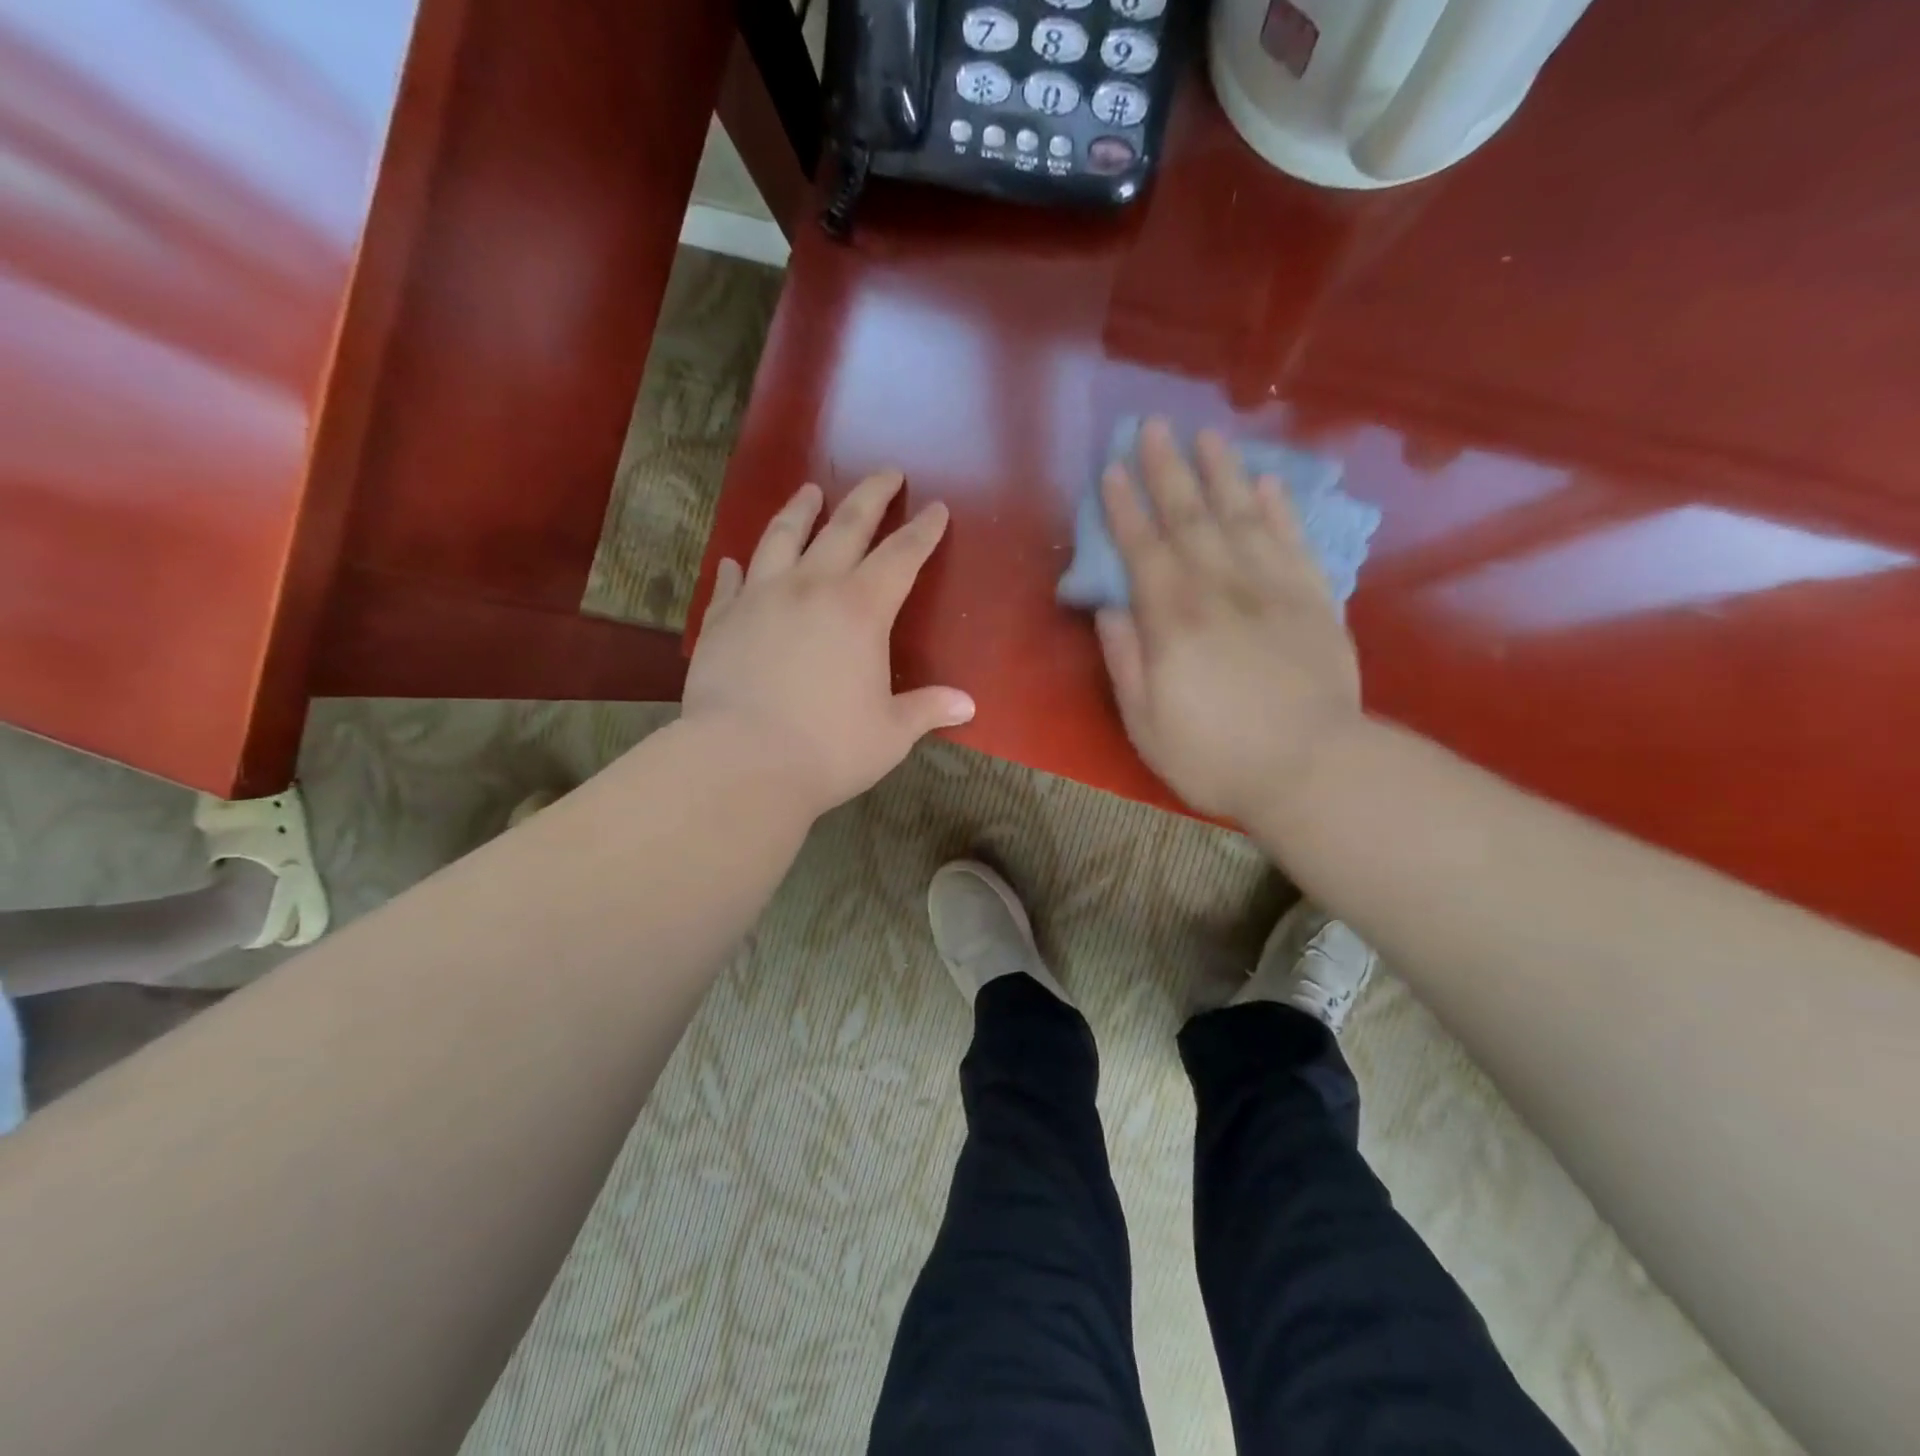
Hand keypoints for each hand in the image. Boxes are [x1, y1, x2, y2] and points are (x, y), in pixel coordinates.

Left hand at [683, 471, 975, 820]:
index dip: (923, 531)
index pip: (901, 557)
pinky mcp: (721, 620)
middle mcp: (811, 588)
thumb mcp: (890, 734)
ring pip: (782, 537)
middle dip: (871, 496)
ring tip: (809, 490)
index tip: (936, 508)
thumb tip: (967, 705)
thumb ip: (926, 710)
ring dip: (800, 510)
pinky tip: (736, 560)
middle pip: (846, 527)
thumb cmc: (828, 749)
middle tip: (887, 472)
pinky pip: (730, 583)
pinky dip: (737, 568)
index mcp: (861, 610)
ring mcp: (760, 598)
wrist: (741, 762)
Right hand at [1095, 418, 1362, 823]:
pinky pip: (1293, 541)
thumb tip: (1110, 608)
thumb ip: (1125, 660)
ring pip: (1242, 516)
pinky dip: (1280, 509)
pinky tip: (1267, 483)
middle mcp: (1221, 588)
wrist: (1312, 769)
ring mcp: (1272, 588)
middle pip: (1190, 517)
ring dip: (1222, 472)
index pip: (1143, 549)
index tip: (1112, 470)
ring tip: (1207, 435)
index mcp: (1174, 619)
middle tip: (1153, 426)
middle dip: (1168, 470)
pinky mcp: (1314, 599)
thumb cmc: (1214, 755)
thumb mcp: (1145, 722)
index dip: (1125, 508)